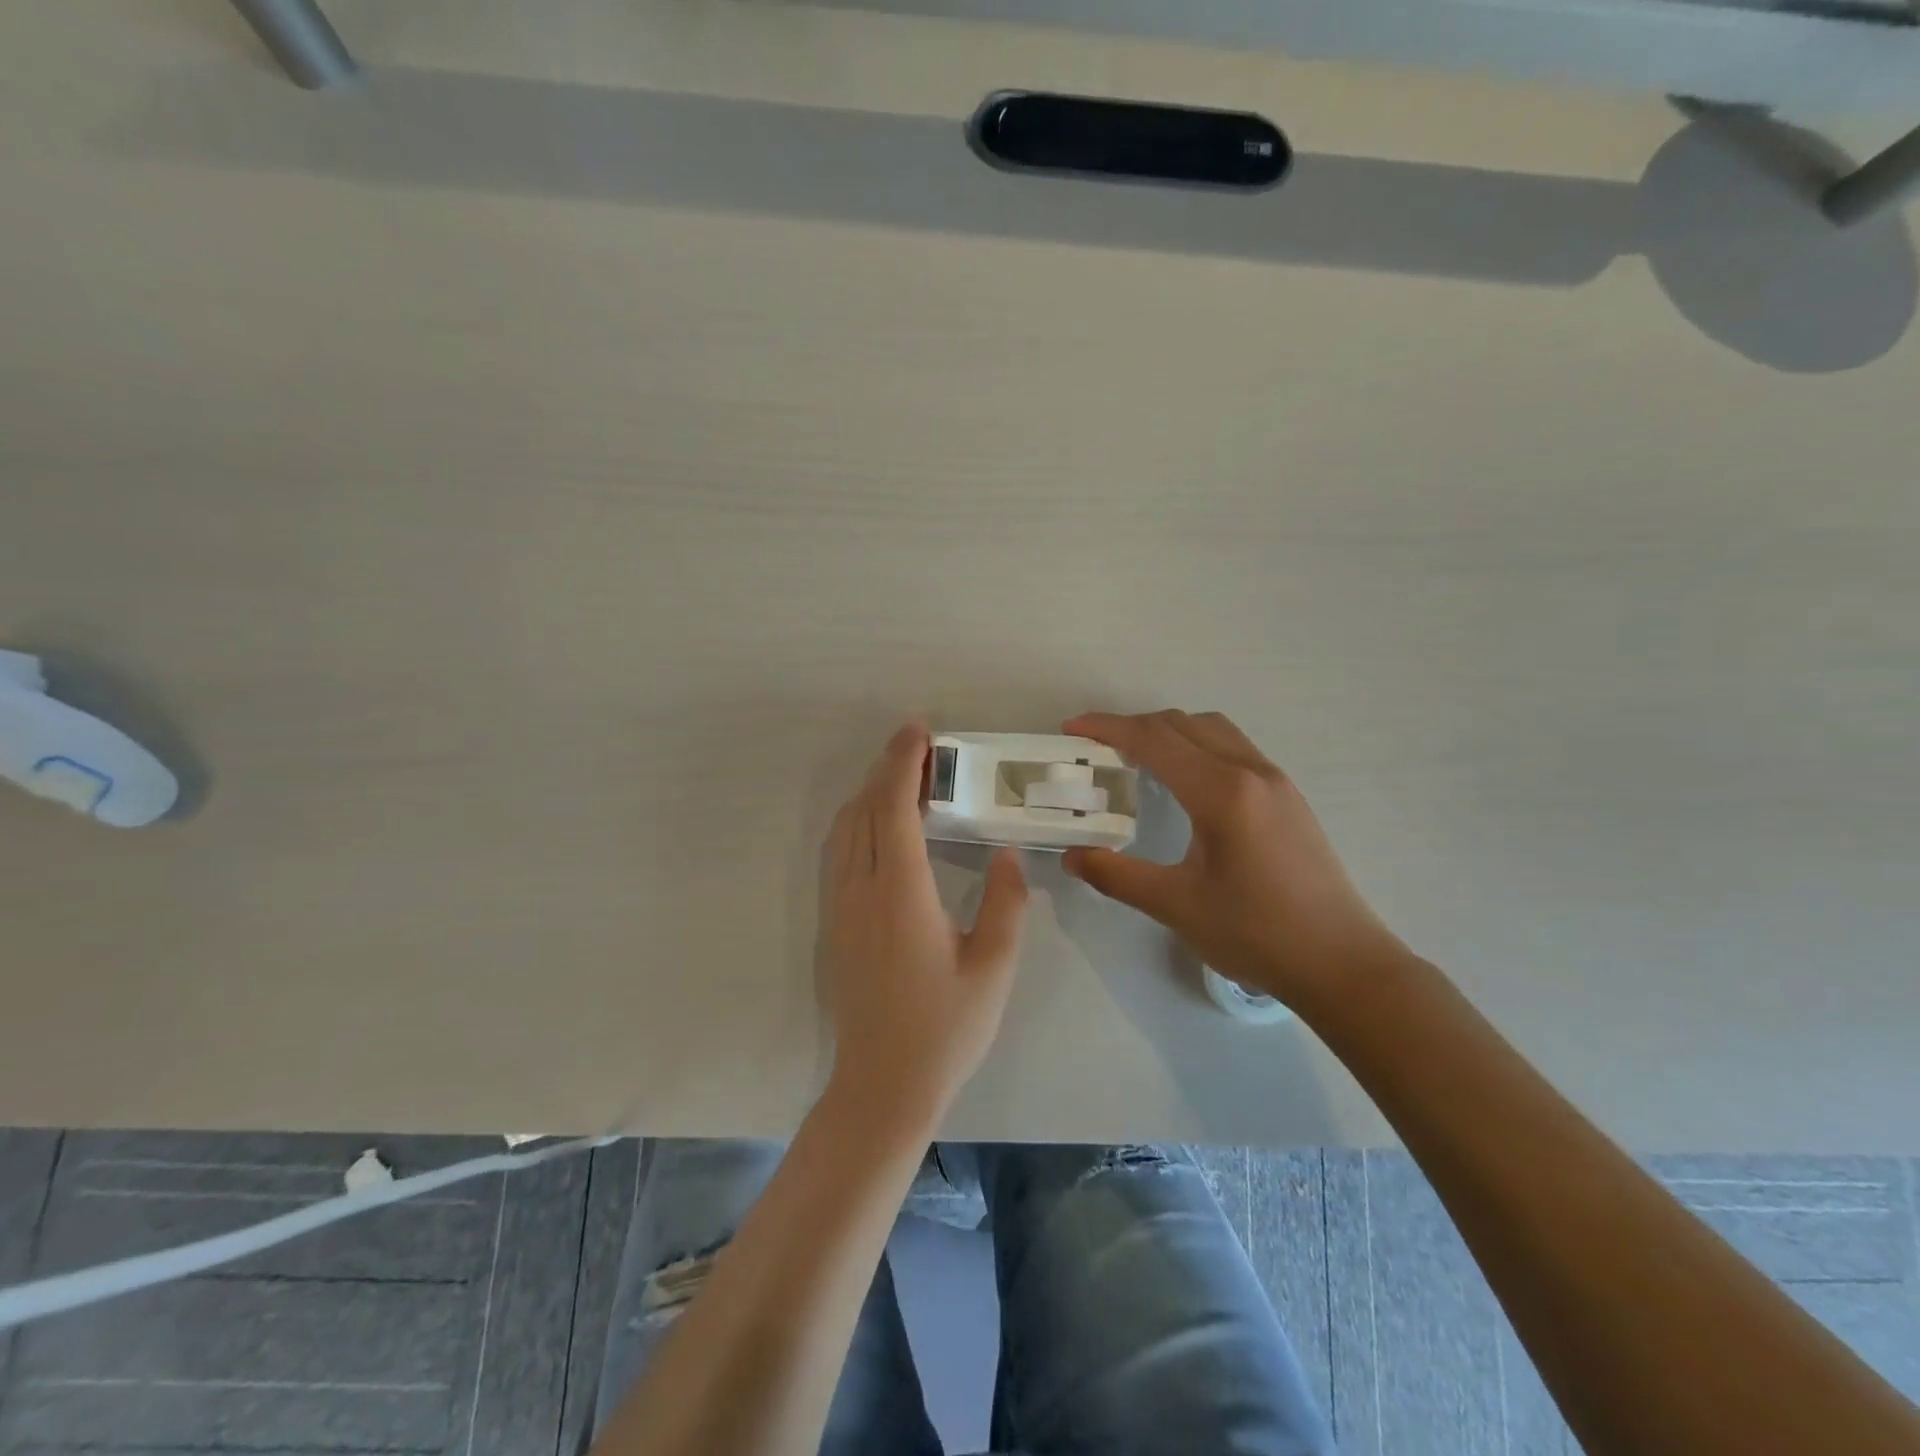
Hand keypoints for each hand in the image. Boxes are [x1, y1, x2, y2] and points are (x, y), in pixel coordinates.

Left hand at [823, 722, 1028, 1126]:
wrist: (882, 1085)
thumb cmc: (945, 1028)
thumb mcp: (993, 967)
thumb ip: (1006, 903)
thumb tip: (1006, 853)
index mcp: (900, 892)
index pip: (895, 808)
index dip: (904, 763)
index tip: (920, 730)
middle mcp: (861, 889)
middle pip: (865, 809)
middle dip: (888, 767)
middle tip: (919, 744)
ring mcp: (839, 907)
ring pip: (845, 828)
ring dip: (870, 792)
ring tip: (902, 777)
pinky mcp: (833, 924)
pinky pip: (838, 851)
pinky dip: (858, 821)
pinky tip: (879, 826)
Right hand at [1062, 710, 1404, 1010]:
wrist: (1342, 963)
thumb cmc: (1257, 934)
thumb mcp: (1176, 906)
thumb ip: (1117, 876)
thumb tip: (1073, 856)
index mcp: (1222, 792)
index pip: (1154, 740)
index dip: (1108, 728)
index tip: (1072, 729)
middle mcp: (1250, 771)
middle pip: (1182, 724)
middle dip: (1133, 726)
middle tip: (1096, 747)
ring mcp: (1275, 780)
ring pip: (1212, 729)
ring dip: (1169, 731)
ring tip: (1137, 758)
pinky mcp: (1288, 796)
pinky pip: (1233, 747)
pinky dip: (1197, 745)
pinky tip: (1185, 782)